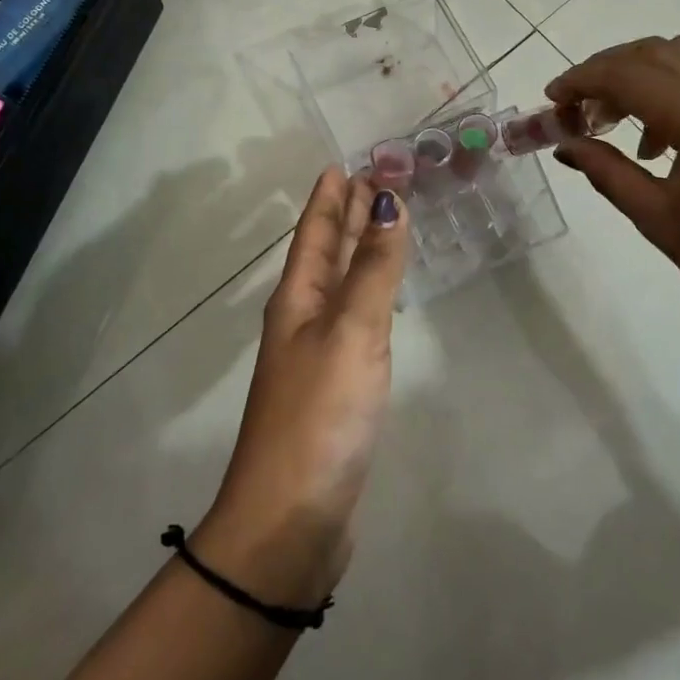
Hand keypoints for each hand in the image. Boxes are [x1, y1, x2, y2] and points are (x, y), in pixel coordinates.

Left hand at [196, 169, 408, 607]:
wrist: (291, 519)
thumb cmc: (319, 415)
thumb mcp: (350, 332)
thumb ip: (374, 269)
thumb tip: (388, 201)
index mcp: (298, 298)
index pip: (316, 232)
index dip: (331, 196)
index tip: (348, 161)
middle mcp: (303, 318)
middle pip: (328, 253)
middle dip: (350, 215)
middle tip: (378, 179)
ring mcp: (319, 354)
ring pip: (343, 284)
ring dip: (361, 250)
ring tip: (386, 222)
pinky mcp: (338, 386)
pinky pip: (357, 319)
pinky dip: (372, 294)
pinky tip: (384, 295)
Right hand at [547, 35, 679, 346]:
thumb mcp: (660, 221)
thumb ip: (608, 172)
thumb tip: (566, 144)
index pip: (629, 75)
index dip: (581, 80)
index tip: (551, 101)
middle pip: (657, 52)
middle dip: (607, 71)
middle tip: (577, 111)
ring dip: (641, 75)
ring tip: (615, 123)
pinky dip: (673, 90)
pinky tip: (660, 142)